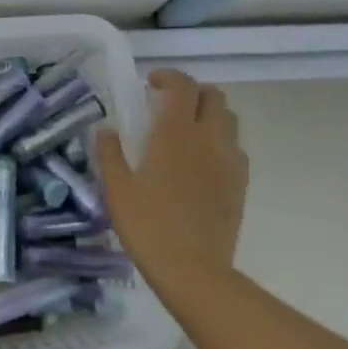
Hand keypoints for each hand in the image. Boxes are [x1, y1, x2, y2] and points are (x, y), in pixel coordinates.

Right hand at [97, 70, 247, 307]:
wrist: (194, 271)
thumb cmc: (149, 225)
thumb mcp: (117, 189)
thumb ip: (110, 153)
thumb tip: (106, 129)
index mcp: (176, 133)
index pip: (183, 86)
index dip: (168, 76)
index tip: (150, 83)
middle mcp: (208, 139)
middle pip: (213, 96)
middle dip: (192, 92)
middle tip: (168, 105)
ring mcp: (229, 162)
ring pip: (229, 120)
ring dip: (209, 115)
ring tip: (187, 131)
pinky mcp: (240, 185)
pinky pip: (235, 148)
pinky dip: (220, 142)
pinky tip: (201, 162)